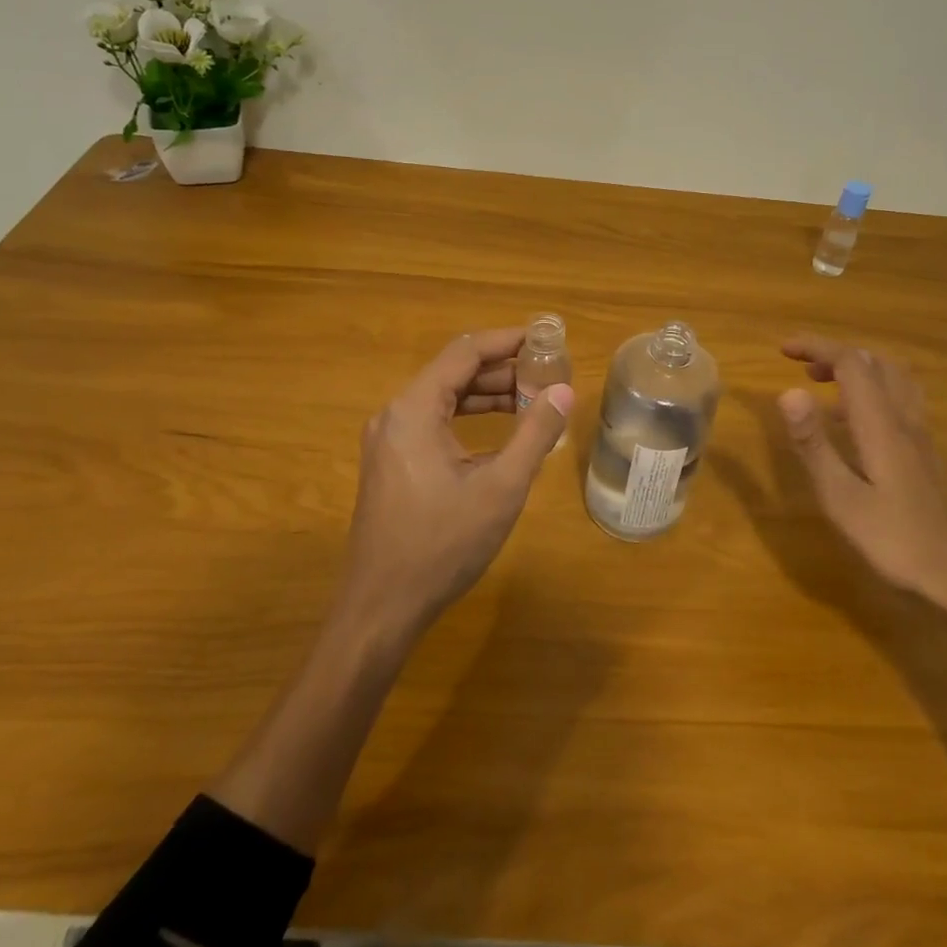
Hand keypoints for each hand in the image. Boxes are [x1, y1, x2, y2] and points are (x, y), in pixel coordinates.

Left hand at [335, 328, 573, 654]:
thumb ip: (535, 435)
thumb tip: (565, 392)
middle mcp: (395, 415)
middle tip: (548, 374)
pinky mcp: (391, 464)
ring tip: (534, 400)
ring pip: (443, 399)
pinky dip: (468, 420)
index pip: (464, 352)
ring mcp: (388, 441)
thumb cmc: (442, 545)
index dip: (507, 341)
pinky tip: (501, 432)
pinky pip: (433, 424)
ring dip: (487, 396)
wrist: (381, 607)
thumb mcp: (500, 488)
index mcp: (413, 410)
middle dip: (502, 370)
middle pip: (453, 373)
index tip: (546, 339)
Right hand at [777, 334, 946, 626]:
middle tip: (801, 365)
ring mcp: (920, 436)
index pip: (851, 364)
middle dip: (835, 353)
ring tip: (825, 383)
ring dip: (858, 368)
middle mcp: (904, 420)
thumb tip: (787, 391)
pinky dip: (873, 390)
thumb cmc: (893, 540)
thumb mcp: (840, 497)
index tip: (783, 349)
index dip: (817, 347)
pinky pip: (900, 400)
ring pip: (894, 378)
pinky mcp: (925, 453)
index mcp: (881, 425)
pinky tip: (854, 420)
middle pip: (876, 363)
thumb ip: (813, 444)